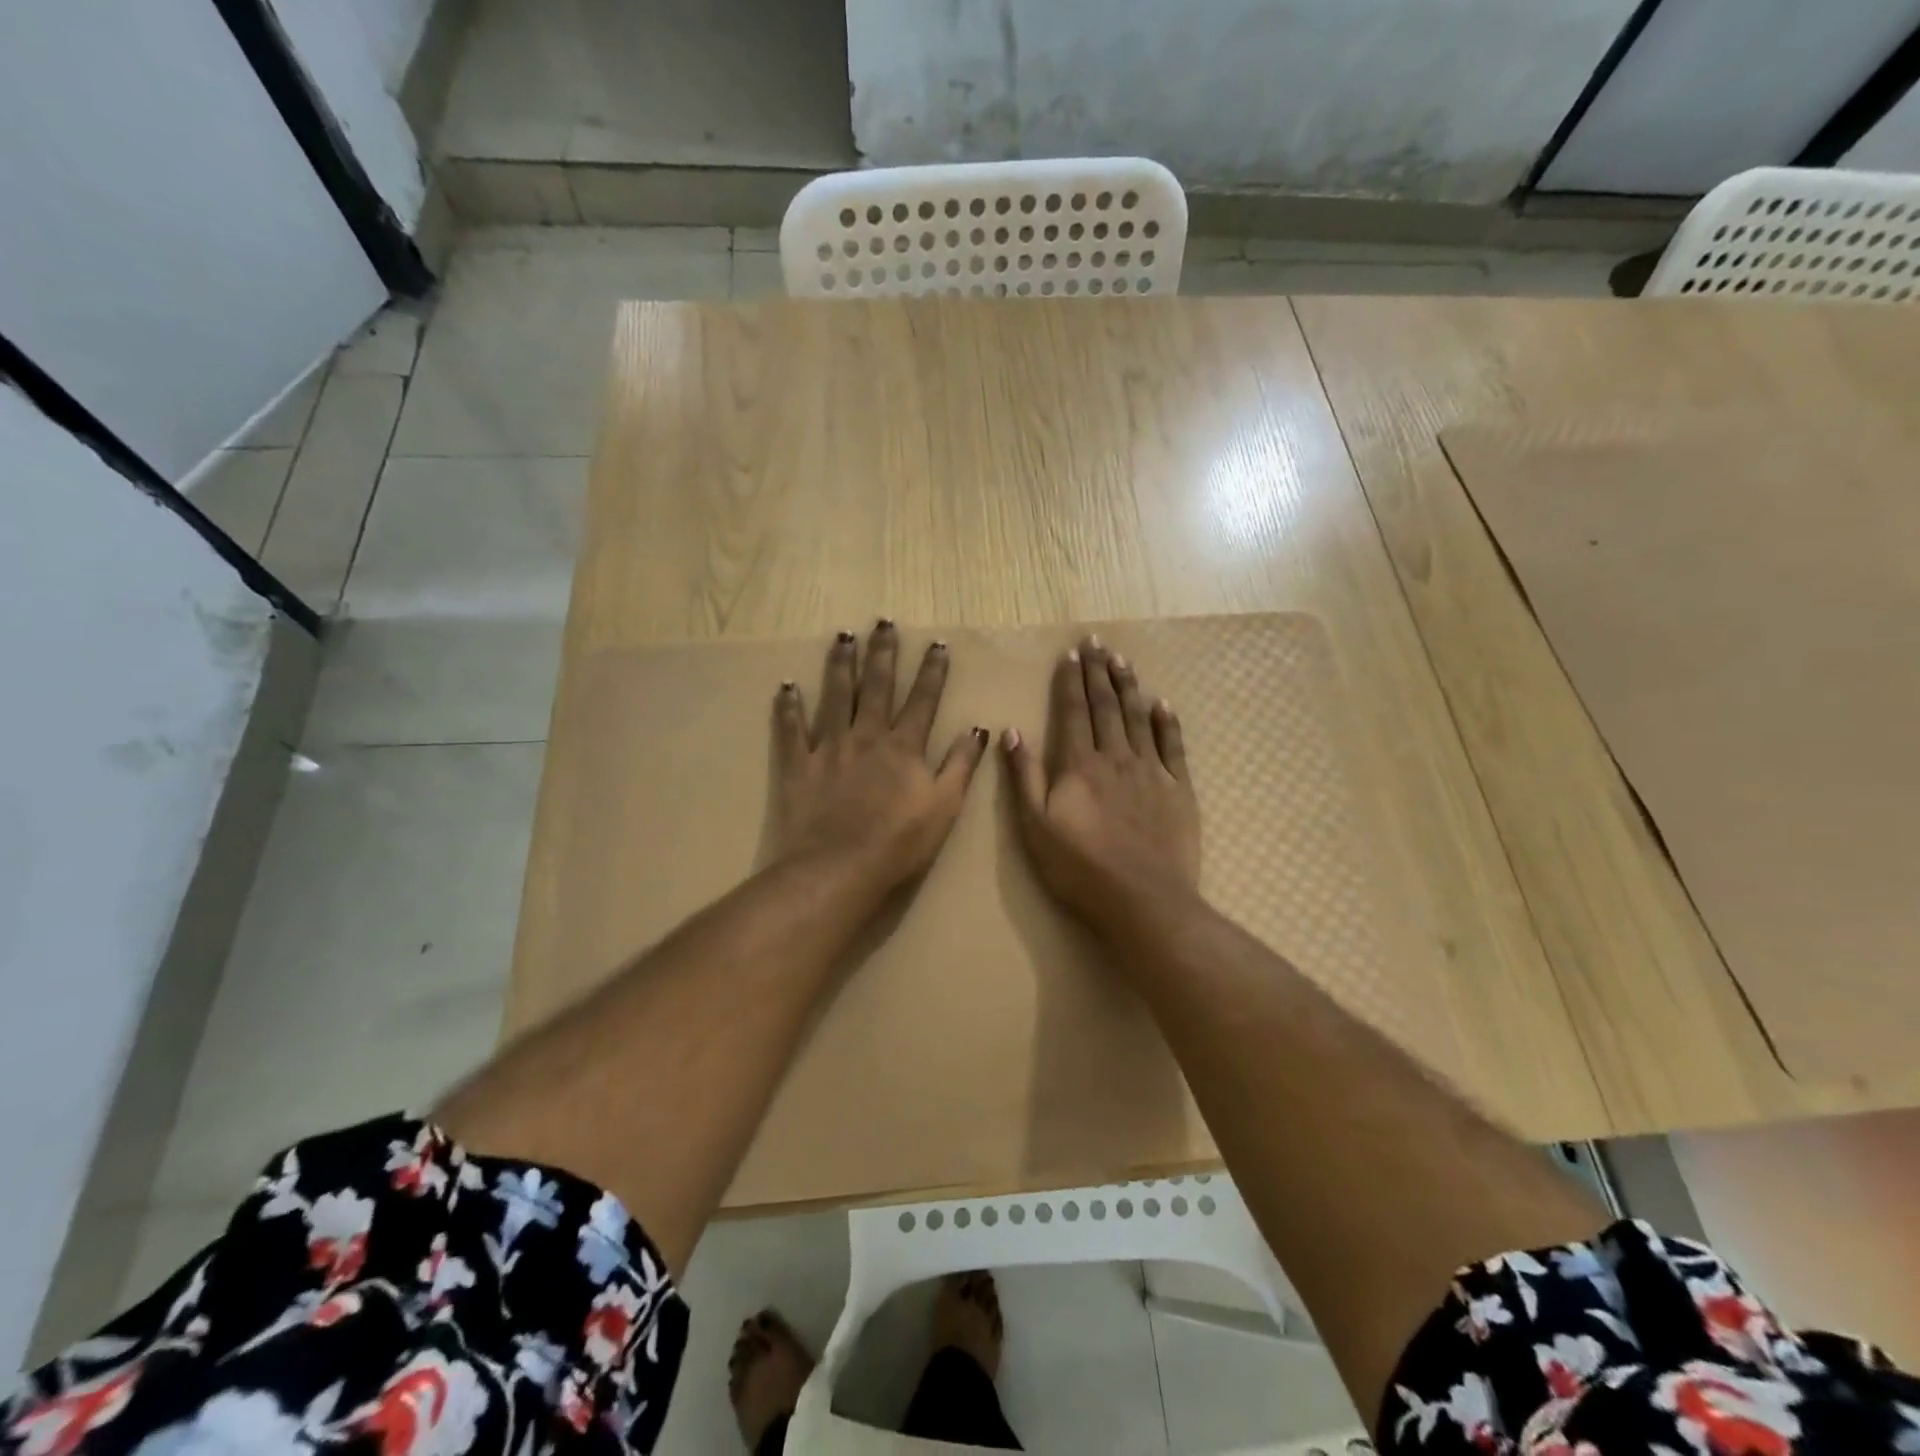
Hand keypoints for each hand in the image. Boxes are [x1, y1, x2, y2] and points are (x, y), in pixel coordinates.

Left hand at [771, 620, 989, 892]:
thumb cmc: (900, 842)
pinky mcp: (799, 766)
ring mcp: (830, 748)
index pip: (922, 700)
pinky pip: (791, 730)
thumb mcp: (945, 806)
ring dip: (839, 665)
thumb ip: (961, 765)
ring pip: (835, 697)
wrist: (839, 867)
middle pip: (876, 686)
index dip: (931, 671)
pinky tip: (786, 685)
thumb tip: (979, 729)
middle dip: (882, 653)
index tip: (936, 644)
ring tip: (842, 636)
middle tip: (883, 622)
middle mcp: (867, 736)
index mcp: (904, 747)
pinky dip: (788, 707)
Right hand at [1003, 636, 1200, 922]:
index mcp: (1079, 765)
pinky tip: (1162, 704)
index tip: (1070, 655)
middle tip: (1097, 642)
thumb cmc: (1079, 868)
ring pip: (1138, 718)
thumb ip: (1023, 777)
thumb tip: (1011, 732)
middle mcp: (1116, 758)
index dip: (1071, 682)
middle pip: (1106, 706)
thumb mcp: (1035, 827)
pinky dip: (1166, 722)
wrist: (1143, 900)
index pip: (1073, 712)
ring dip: (1128, 687)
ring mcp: (1151, 772)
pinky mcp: (1179, 790)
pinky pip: (1173, 747)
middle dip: (1099, 673)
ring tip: (1122, 660)